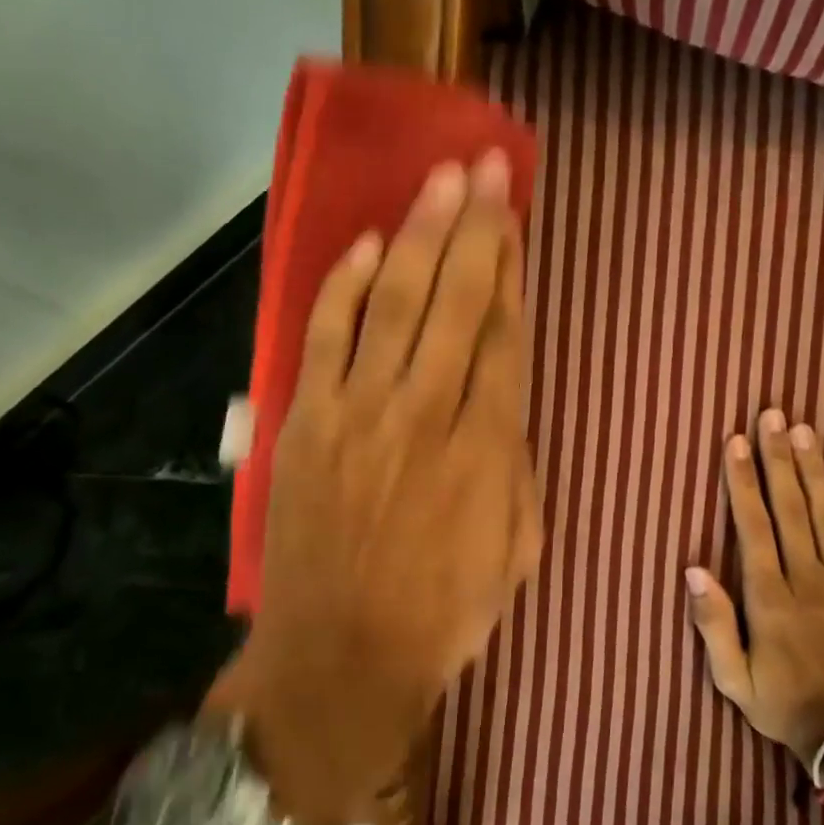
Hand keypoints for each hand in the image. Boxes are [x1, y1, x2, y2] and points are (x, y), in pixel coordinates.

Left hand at [210, 155, 542, 824]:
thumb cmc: (444, 612)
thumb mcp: (518, 548)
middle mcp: (425, 415)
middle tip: (485, 168)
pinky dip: (343, 288)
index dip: (509, 273)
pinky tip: (365, 246)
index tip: (513, 223)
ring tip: (438, 181)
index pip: (503, 337)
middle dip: (474, 229)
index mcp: (486, 449)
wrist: (342, 656)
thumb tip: (504, 403)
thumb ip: (516, 465)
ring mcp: (358, 414)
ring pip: (393, 304)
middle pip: (454, 302)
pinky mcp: (306, 424)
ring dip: (417, 237)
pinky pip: (325, 338)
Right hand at [685, 407, 823, 765]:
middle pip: (792, 507)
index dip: (742, 482)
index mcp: (770, 599)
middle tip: (773, 415)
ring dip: (814, 468)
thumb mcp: (733, 679)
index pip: (753, 526)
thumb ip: (712, 624)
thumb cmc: (786, 705)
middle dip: (778, 458)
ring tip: (803, 430)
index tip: (736, 442)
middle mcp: (809, 579)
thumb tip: (693, 569)